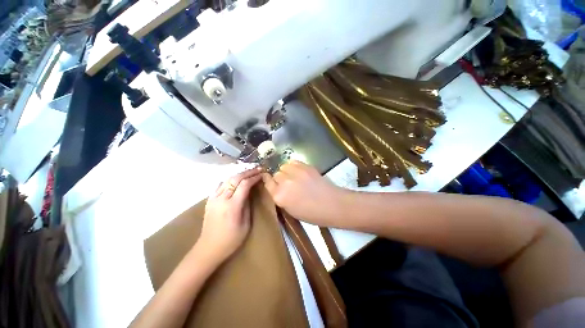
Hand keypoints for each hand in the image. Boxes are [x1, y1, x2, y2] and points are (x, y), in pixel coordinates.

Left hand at [196, 167, 262, 266]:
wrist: (209, 248)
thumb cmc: (231, 239)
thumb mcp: (246, 224)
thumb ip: (247, 205)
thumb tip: (249, 192)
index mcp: (233, 206)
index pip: (244, 185)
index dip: (254, 177)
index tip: (262, 174)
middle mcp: (222, 199)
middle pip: (235, 179)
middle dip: (248, 172)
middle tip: (257, 169)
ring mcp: (213, 198)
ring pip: (227, 180)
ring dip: (239, 174)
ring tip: (249, 172)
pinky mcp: (209, 201)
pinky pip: (219, 185)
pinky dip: (229, 180)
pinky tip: (234, 179)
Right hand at [261, 160, 345, 224]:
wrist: (331, 204)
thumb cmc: (312, 213)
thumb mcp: (291, 210)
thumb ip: (281, 197)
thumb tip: (278, 188)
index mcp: (280, 197)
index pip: (268, 183)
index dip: (268, 181)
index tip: (269, 179)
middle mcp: (285, 183)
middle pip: (276, 174)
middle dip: (279, 179)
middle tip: (287, 183)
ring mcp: (295, 173)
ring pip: (283, 166)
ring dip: (286, 171)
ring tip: (293, 176)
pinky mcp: (305, 166)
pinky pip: (293, 162)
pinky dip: (294, 166)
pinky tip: (299, 171)